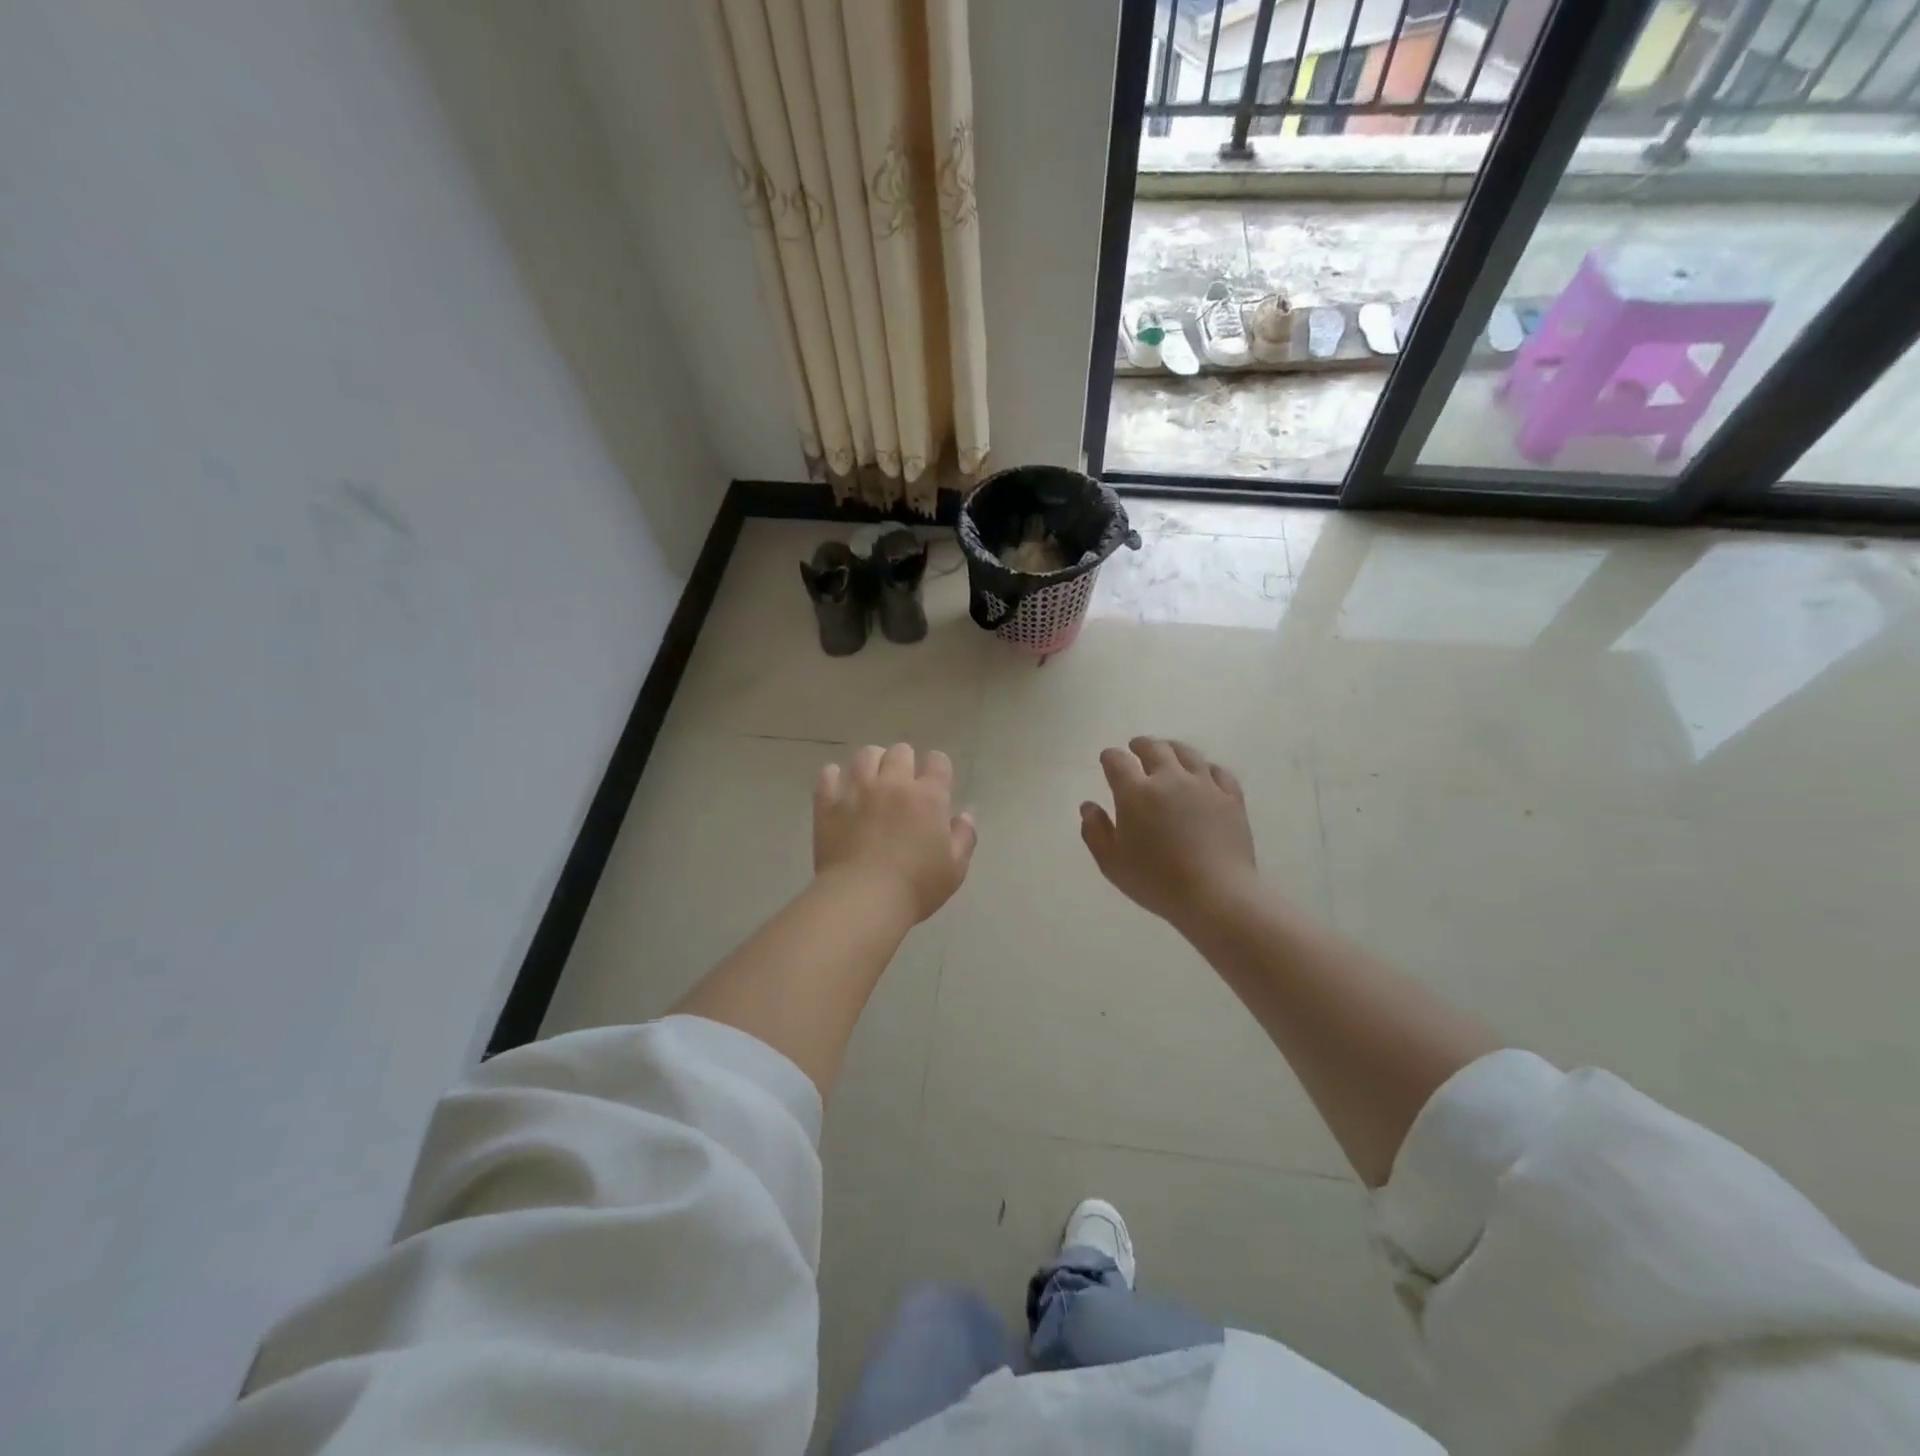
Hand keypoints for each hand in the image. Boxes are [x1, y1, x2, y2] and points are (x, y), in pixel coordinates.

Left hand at [814, 744, 976, 922]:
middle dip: (904, 763)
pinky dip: (835, 778)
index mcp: (928, 797)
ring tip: (871, 783)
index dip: (938, 769)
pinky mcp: (829, 803)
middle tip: (902, 786)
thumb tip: (965, 814)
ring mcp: (857, 790)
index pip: (938, 761)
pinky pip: (828, 774)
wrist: (863, 900)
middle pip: (900, 751)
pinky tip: (840, 791)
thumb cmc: (916, 887)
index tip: (936, 784)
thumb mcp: (955, 869)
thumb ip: (964, 837)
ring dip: (872, 764)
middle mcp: (893, 784)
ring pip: (865, 755)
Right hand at [1080, 737, 1257, 927]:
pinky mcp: (1230, 797)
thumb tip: (1088, 806)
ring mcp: (1204, 785)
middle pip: (1154, 748)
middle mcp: (1169, 779)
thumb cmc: (1156, 881)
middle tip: (1136, 747)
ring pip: (1187, 753)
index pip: (1118, 761)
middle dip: (1141, 745)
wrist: (1215, 894)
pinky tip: (1204, 774)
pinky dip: (1206, 768)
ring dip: (1172, 749)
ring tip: (1168, 752)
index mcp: (1136, 793)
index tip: (1108, 759)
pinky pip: (1218, 771)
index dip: (1110, 757)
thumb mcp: (1112, 863)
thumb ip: (1095, 831)